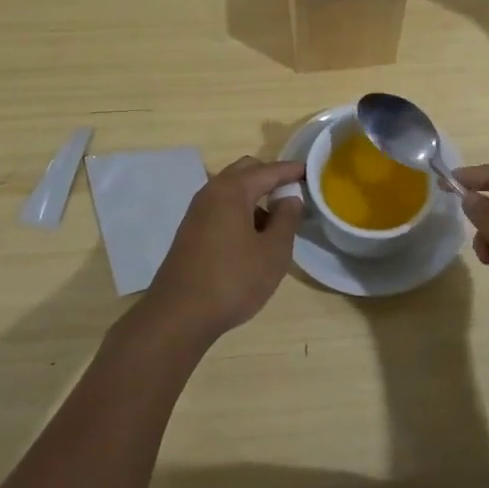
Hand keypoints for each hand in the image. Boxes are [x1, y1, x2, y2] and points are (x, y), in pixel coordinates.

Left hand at [145, 156, 305, 342]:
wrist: (178, 317)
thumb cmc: (232, 281)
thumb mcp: (273, 252)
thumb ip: (286, 219)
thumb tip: (290, 198)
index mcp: (231, 191)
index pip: (268, 170)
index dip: (291, 170)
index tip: (310, 171)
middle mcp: (211, 193)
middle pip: (245, 171)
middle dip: (269, 177)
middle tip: (292, 192)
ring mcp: (196, 212)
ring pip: (231, 191)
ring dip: (254, 196)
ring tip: (276, 220)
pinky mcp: (190, 232)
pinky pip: (221, 208)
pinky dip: (239, 211)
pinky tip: (252, 238)